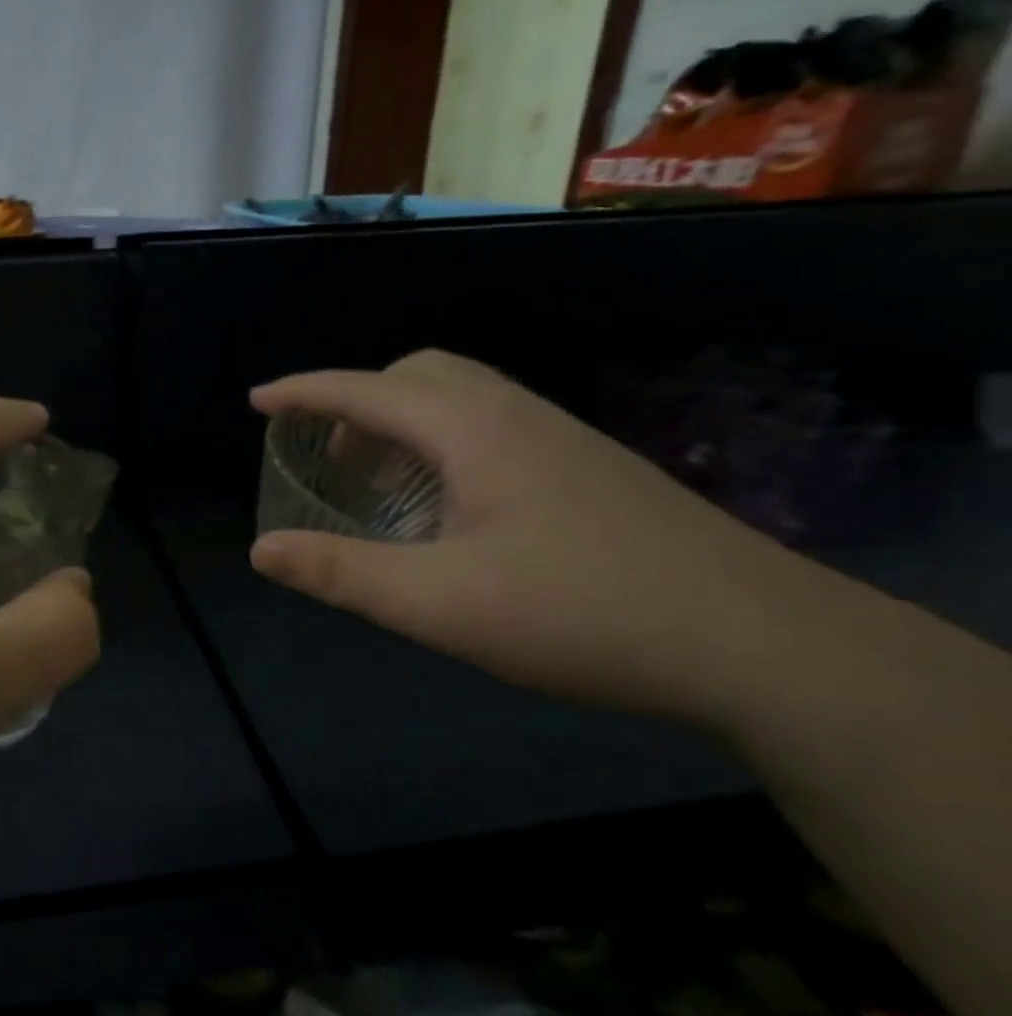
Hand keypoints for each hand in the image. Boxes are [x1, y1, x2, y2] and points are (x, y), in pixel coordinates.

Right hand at [249, 350, 826, 725]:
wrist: (756, 640)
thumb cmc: (577, 613)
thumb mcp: (437, 602)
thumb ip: (341, 573)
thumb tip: (261, 550)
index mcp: (470, 430)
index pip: (365, 391)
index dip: (303, 392)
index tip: (258, 400)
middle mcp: (513, 414)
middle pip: (415, 375)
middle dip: (356, 401)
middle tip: (326, 455)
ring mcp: (558, 437)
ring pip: (459, 397)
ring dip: (401, 422)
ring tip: (377, 481)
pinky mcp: (586, 467)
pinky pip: (489, 425)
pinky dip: (441, 442)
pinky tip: (447, 504)